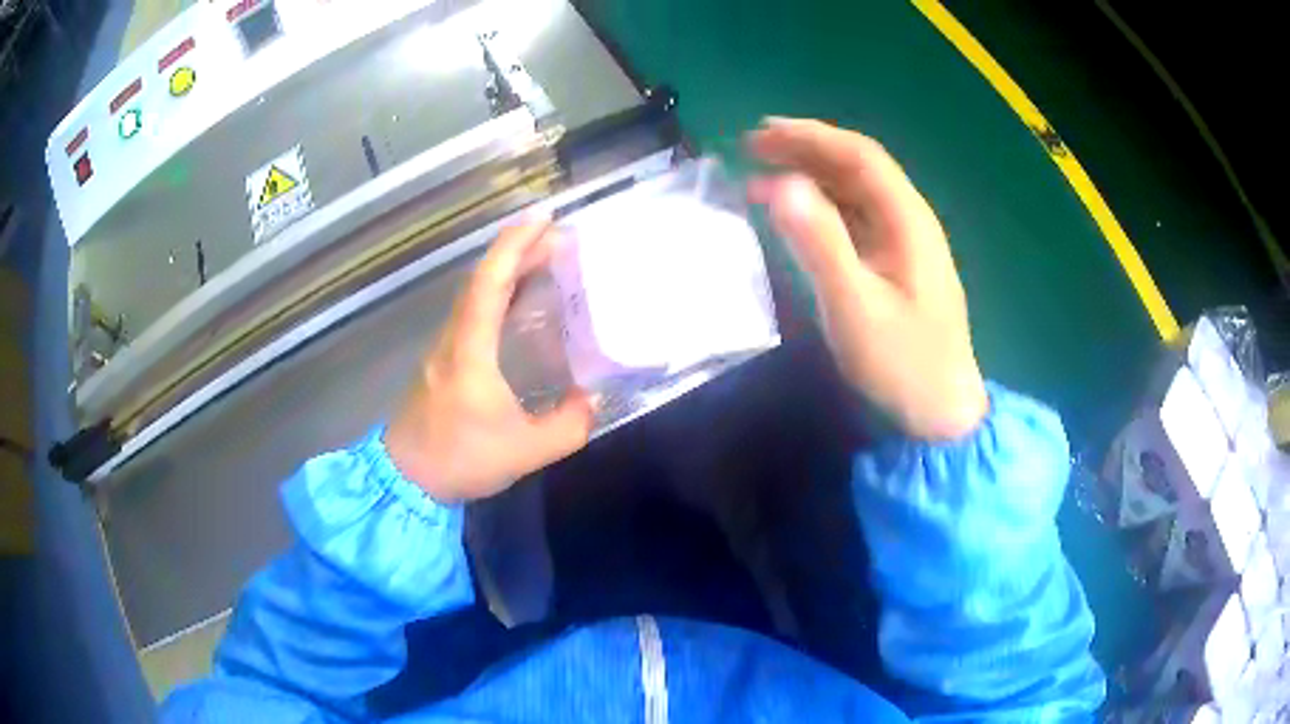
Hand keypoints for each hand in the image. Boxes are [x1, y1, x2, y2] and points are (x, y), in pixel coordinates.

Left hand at [385, 220, 595, 502]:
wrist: (406, 479)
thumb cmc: (459, 460)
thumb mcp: (524, 452)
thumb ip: (567, 427)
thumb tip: (593, 400)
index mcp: (470, 353)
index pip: (490, 285)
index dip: (515, 247)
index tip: (544, 220)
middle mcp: (454, 340)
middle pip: (482, 280)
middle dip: (518, 250)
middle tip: (559, 237)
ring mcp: (445, 349)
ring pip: (475, 294)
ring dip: (507, 270)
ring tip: (545, 260)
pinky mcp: (445, 361)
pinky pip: (473, 313)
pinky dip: (498, 294)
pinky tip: (520, 303)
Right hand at [747, 118, 987, 439]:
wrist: (939, 413)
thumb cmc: (902, 363)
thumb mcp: (855, 306)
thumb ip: (819, 243)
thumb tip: (778, 184)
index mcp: (907, 220)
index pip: (860, 156)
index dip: (811, 136)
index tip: (761, 131)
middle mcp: (908, 221)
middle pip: (857, 168)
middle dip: (806, 150)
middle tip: (752, 147)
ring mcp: (903, 244)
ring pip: (854, 193)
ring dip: (809, 177)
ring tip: (760, 175)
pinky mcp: (894, 266)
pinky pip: (854, 221)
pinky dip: (820, 210)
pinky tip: (793, 215)